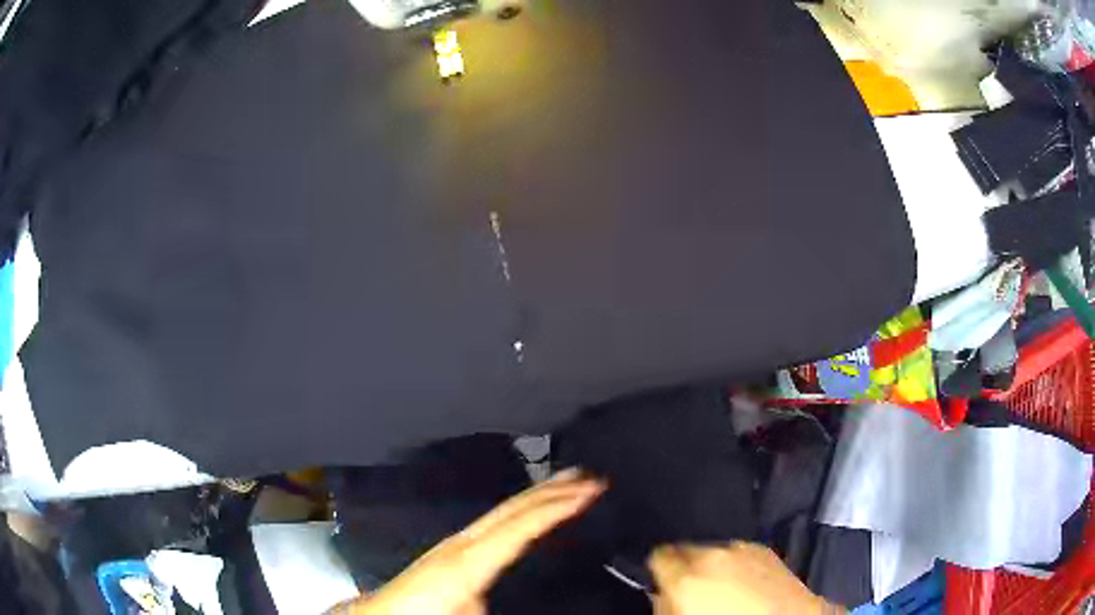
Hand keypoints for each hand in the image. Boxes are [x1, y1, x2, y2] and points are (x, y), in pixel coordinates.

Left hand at [330, 468, 604, 614]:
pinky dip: (520, 511)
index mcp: (469, 560)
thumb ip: (503, 603)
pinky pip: (494, 522)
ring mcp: (455, 542)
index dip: (557, 506)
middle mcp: (463, 542)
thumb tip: (544, 596)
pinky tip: (529, 514)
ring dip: (537, 495)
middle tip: (590, 474)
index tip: (592, 488)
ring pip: (503, 511)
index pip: (521, 526)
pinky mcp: (451, 549)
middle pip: (512, 508)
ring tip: (567, 483)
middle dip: (551, 490)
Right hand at [648, 542, 844, 614]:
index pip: (658, 556)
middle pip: (686, 549)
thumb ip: (664, 604)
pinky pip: (740, 551)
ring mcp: (742, 549)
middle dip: (686, 565)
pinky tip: (745, 581)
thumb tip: (660, 594)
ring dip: (713, 563)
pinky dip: (737, 563)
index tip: (663, 581)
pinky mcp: (766, 549)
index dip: (659, 569)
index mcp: (685, 576)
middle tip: (693, 587)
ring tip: (724, 586)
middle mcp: (712, 554)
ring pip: (714, 549)